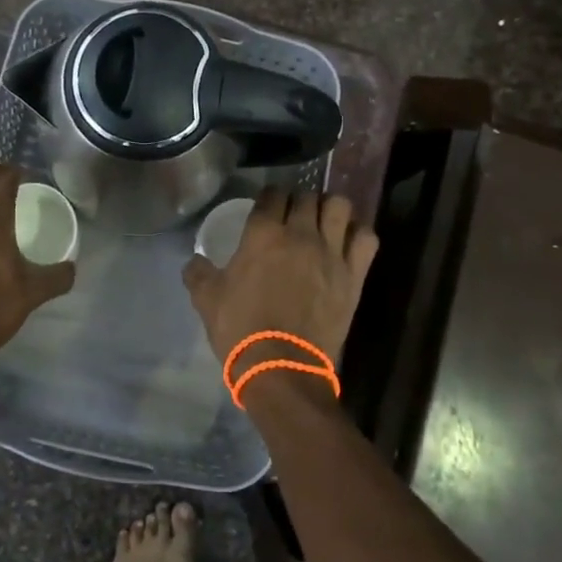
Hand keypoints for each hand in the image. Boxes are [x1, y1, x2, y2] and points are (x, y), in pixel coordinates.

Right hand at [182, 190, 378, 390]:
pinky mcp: (354, 274)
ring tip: (323, 222)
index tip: (267, 206)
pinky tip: (348, 243)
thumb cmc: (241, 329)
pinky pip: (366, 238)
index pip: (271, 194)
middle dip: (299, 200)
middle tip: (293, 216)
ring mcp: (331, 252)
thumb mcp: (206, 300)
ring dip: (330, 209)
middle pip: (306, 196)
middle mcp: (300, 234)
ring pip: (340, 206)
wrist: (282, 367)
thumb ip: (198, 273)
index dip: (269, 197)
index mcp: (263, 234)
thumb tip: (195, 261)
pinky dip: (358, 234)